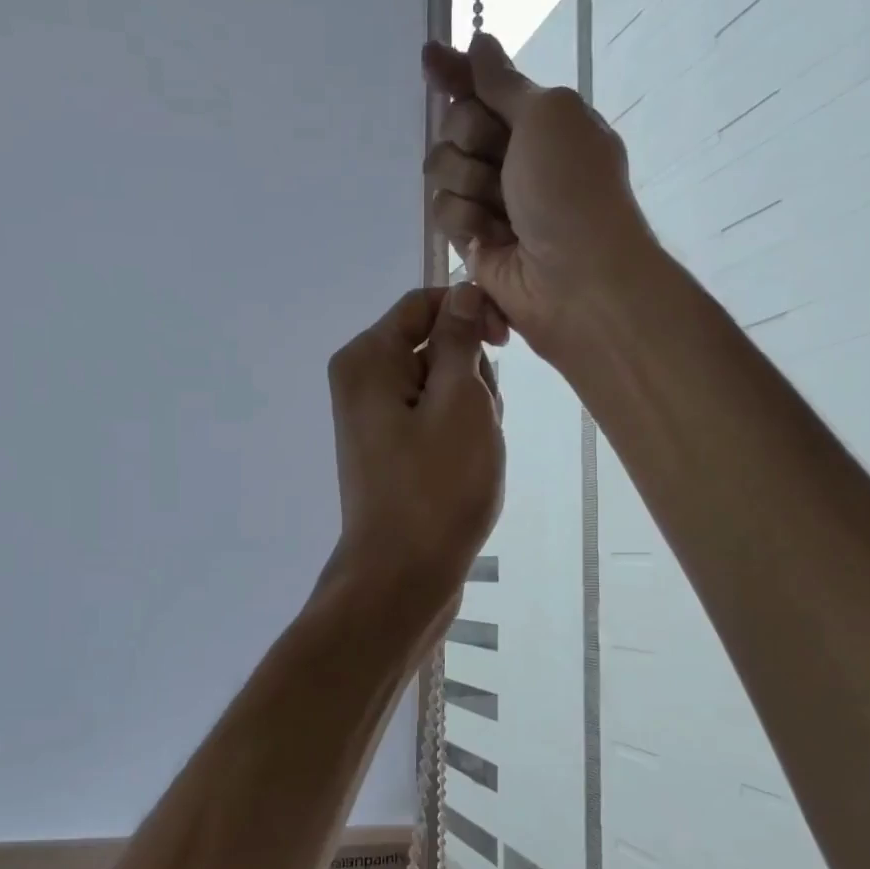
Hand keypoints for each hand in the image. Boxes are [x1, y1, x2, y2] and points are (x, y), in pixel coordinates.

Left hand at [323, 284, 503, 621]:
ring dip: (471, 409)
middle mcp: (363, 382)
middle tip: (480, 422)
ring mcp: (375, 420)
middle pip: (434, 346)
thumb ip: (460, 340)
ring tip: (473, 453)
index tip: (506, 342)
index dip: (470, 312)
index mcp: (368, 359)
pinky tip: (467, 468)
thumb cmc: (435, 487)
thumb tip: (463, 292)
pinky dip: (459, 435)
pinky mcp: (391, 450)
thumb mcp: (459, 401)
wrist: (402, 576)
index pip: (425, 303)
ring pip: (442, 386)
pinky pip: (434, 420)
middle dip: (471, 374)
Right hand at [422, 32, 658, 360]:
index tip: (429, 59)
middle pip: (455, 124)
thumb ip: (503, 82)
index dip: (457, 73)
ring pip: (442, 170)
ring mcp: (491, 199)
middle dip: (469, 136)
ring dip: (467, 182)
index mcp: (540, 120)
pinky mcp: (472, 239)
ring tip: (501, 209)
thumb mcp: (548, 115)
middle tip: (498, 159)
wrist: (576, 277)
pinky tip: (491, 239)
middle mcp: (513, 156)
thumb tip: (479, 42)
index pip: (485, 86)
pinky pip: (443, 212)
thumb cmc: (572, 189)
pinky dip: (465, 221)